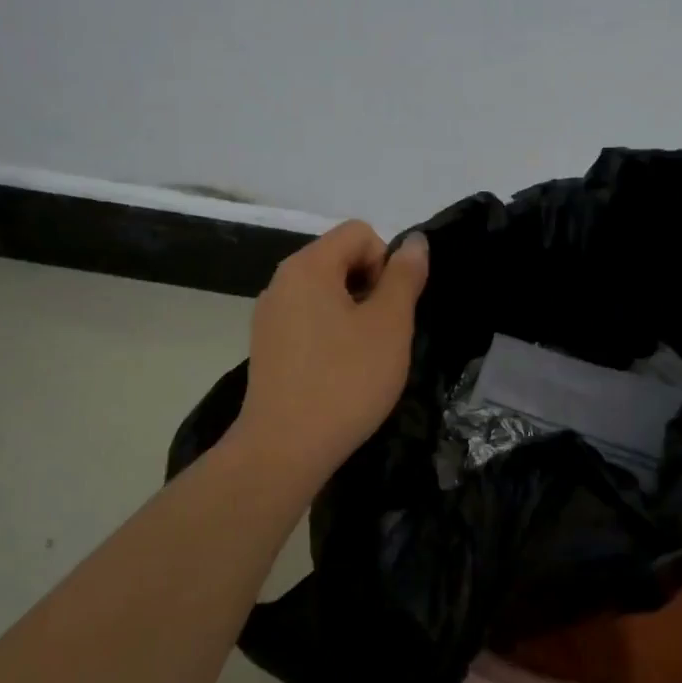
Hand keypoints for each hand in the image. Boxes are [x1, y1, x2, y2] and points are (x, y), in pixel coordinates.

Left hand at [230, 220, 428, 491]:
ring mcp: (269, 316)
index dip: (386, 262)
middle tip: (384, 335)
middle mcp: (281, 282)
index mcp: (307, 267)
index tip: (391, 308)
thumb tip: (414, 242)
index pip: (359, 233)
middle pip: (339, 259)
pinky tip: (339, 373)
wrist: (284, 449)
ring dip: (354, 313)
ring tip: (364, 357)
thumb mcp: (389, 325)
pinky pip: (308, 321)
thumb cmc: (345, 380)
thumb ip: (404, 277)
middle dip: (371, 288)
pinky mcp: (267, 347)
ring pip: (325, 293)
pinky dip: (331, 335)